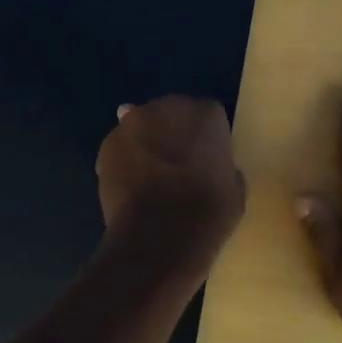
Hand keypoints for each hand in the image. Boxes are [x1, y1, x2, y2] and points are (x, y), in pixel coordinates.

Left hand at [97, 96, 245, 274]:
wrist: (158, 235)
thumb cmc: (206, 214)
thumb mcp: (234, 192)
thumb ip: (224, 169)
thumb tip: (215, 168)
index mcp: (206, 115)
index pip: (209, 116)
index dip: (206, 138)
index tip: (206, 160)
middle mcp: (168, 107)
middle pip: (172, 114)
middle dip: (173, 133)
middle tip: (176, 165)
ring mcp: (133, 123)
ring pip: (142, 127)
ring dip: (146, 143)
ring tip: (148, 176)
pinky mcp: (107, 144)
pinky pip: (120, 147)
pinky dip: (124, 160)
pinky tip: (130, 185)